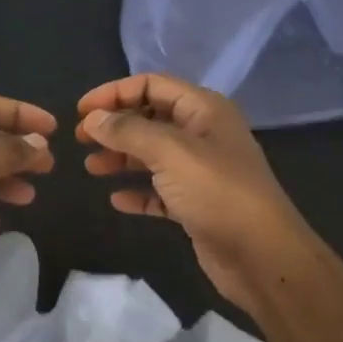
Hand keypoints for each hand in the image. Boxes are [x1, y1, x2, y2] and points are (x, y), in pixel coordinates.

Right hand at [78, 73, 319, 317]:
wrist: (262, 256)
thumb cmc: (218, 192)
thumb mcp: (170, 152)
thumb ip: (128, 131)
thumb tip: (94, 119)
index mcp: (204, 110)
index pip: (152, 85)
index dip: (114, 93)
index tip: (81, 111)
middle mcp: (203, 134)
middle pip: (150, 118)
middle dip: (115, 126)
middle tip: (80, 140)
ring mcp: (201, 171)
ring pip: (152, 155)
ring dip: (121, 158)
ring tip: (92, 168)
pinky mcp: (197, 205)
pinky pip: (160, 191)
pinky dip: (138, 192)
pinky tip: (117, 200)